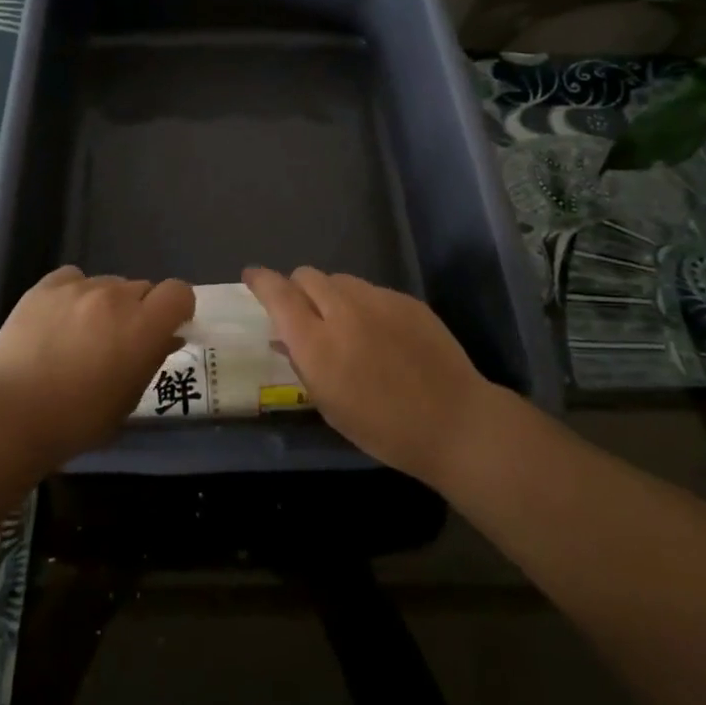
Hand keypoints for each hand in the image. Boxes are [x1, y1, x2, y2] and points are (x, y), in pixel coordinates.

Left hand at [0, 266, 193, 467]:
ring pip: (108, 284)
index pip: (179, 292)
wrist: (10, 416)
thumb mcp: (129, 399)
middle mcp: (116, 297)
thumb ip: (152, 360)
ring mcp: (78, 288)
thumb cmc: (78, 420)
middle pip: (142, 288)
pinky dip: (75, 294)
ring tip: (82, 334)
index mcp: (143, 326)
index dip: (176, 309)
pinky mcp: (45, 287)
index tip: (165, 329)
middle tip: (119, 341)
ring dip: (107, 304)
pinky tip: (60, 318)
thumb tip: (166, 337)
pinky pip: (73, 278)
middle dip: (139, 310)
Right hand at [244, 266, 495, 485]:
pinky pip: (371, 291)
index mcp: (318, 343)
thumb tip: (282, 338)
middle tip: (303, 313)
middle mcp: (344, 311)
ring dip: (330, 295)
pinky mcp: (405, 300)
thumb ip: (302, 364)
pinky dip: (363, 304)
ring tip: (343, 324)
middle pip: (307, 276)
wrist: (453, 421)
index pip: (278, 294)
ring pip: (340, 280)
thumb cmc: (383, 428)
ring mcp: (378, 300)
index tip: (252, 277)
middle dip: (297, 288)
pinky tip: (379, 333)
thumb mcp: (329, 405)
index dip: (261, 281)